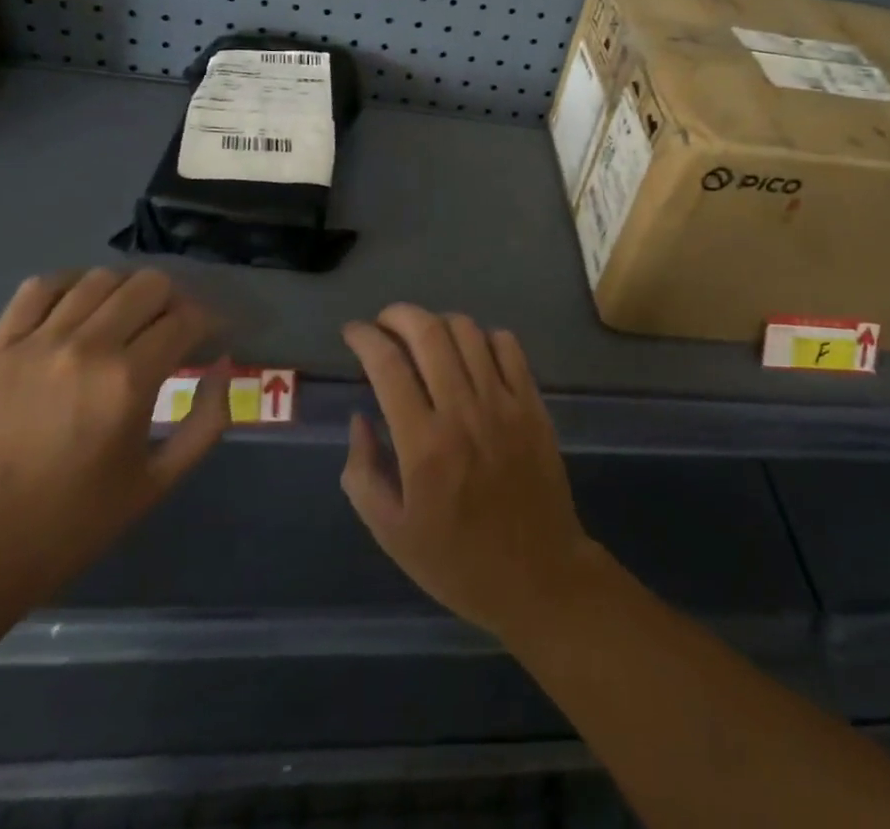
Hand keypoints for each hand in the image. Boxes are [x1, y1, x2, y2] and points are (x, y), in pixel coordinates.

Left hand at [0, 268, 230, 613]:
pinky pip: (39, 288)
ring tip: (128, 319)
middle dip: (174, 301)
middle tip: (173, 329)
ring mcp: (37, 343)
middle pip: (150, 285)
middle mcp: (87, 348)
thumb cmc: (72, 524)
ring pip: (100, 278)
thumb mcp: (158, 482)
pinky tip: (80, 308)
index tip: (211, 337)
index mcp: (129, 382)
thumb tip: (222, 365)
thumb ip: (205, 421)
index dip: (209, 323)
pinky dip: (70, 286)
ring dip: (126, 292)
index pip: (187, 319)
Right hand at [339, 304, 603, 641]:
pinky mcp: (533, 403)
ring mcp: (504, 402)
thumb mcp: (391, 533)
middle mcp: (464, 411)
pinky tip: (469, 353)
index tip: (352, 332)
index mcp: (423, 445)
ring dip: (438, 322)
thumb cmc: (457, 561)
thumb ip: (363, 472)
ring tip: (423, 337)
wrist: (538, 574)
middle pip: (428, 332)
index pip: (388, 365)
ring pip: (468, 331)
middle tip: (383, 324)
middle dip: (398, 315)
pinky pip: (508, 345)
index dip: (364, 338)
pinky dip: (482, 336)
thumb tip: (359, 417)